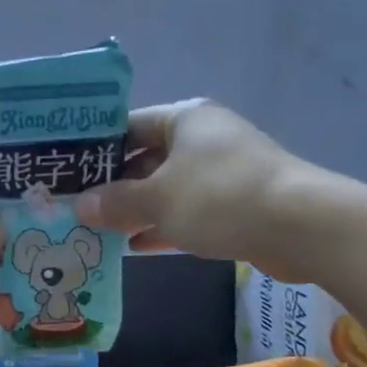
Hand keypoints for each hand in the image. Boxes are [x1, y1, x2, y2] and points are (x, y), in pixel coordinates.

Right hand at [79, 100, 314, 280]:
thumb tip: (79, 206)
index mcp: (184, 120)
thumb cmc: (219, 197)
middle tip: (76, 208)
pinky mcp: (236, 204)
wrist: (300, 226)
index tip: (66, 173)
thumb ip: (115, 202)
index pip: (128, 127)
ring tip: (97, 230)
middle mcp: (203, 139)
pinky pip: (188, 211)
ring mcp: (222, 173)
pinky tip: (134, 246)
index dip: (95, 149)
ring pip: (167, 188)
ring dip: (136, 210)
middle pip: (146, 159)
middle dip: (113, 186)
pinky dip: (163, 226)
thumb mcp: (158, 199)